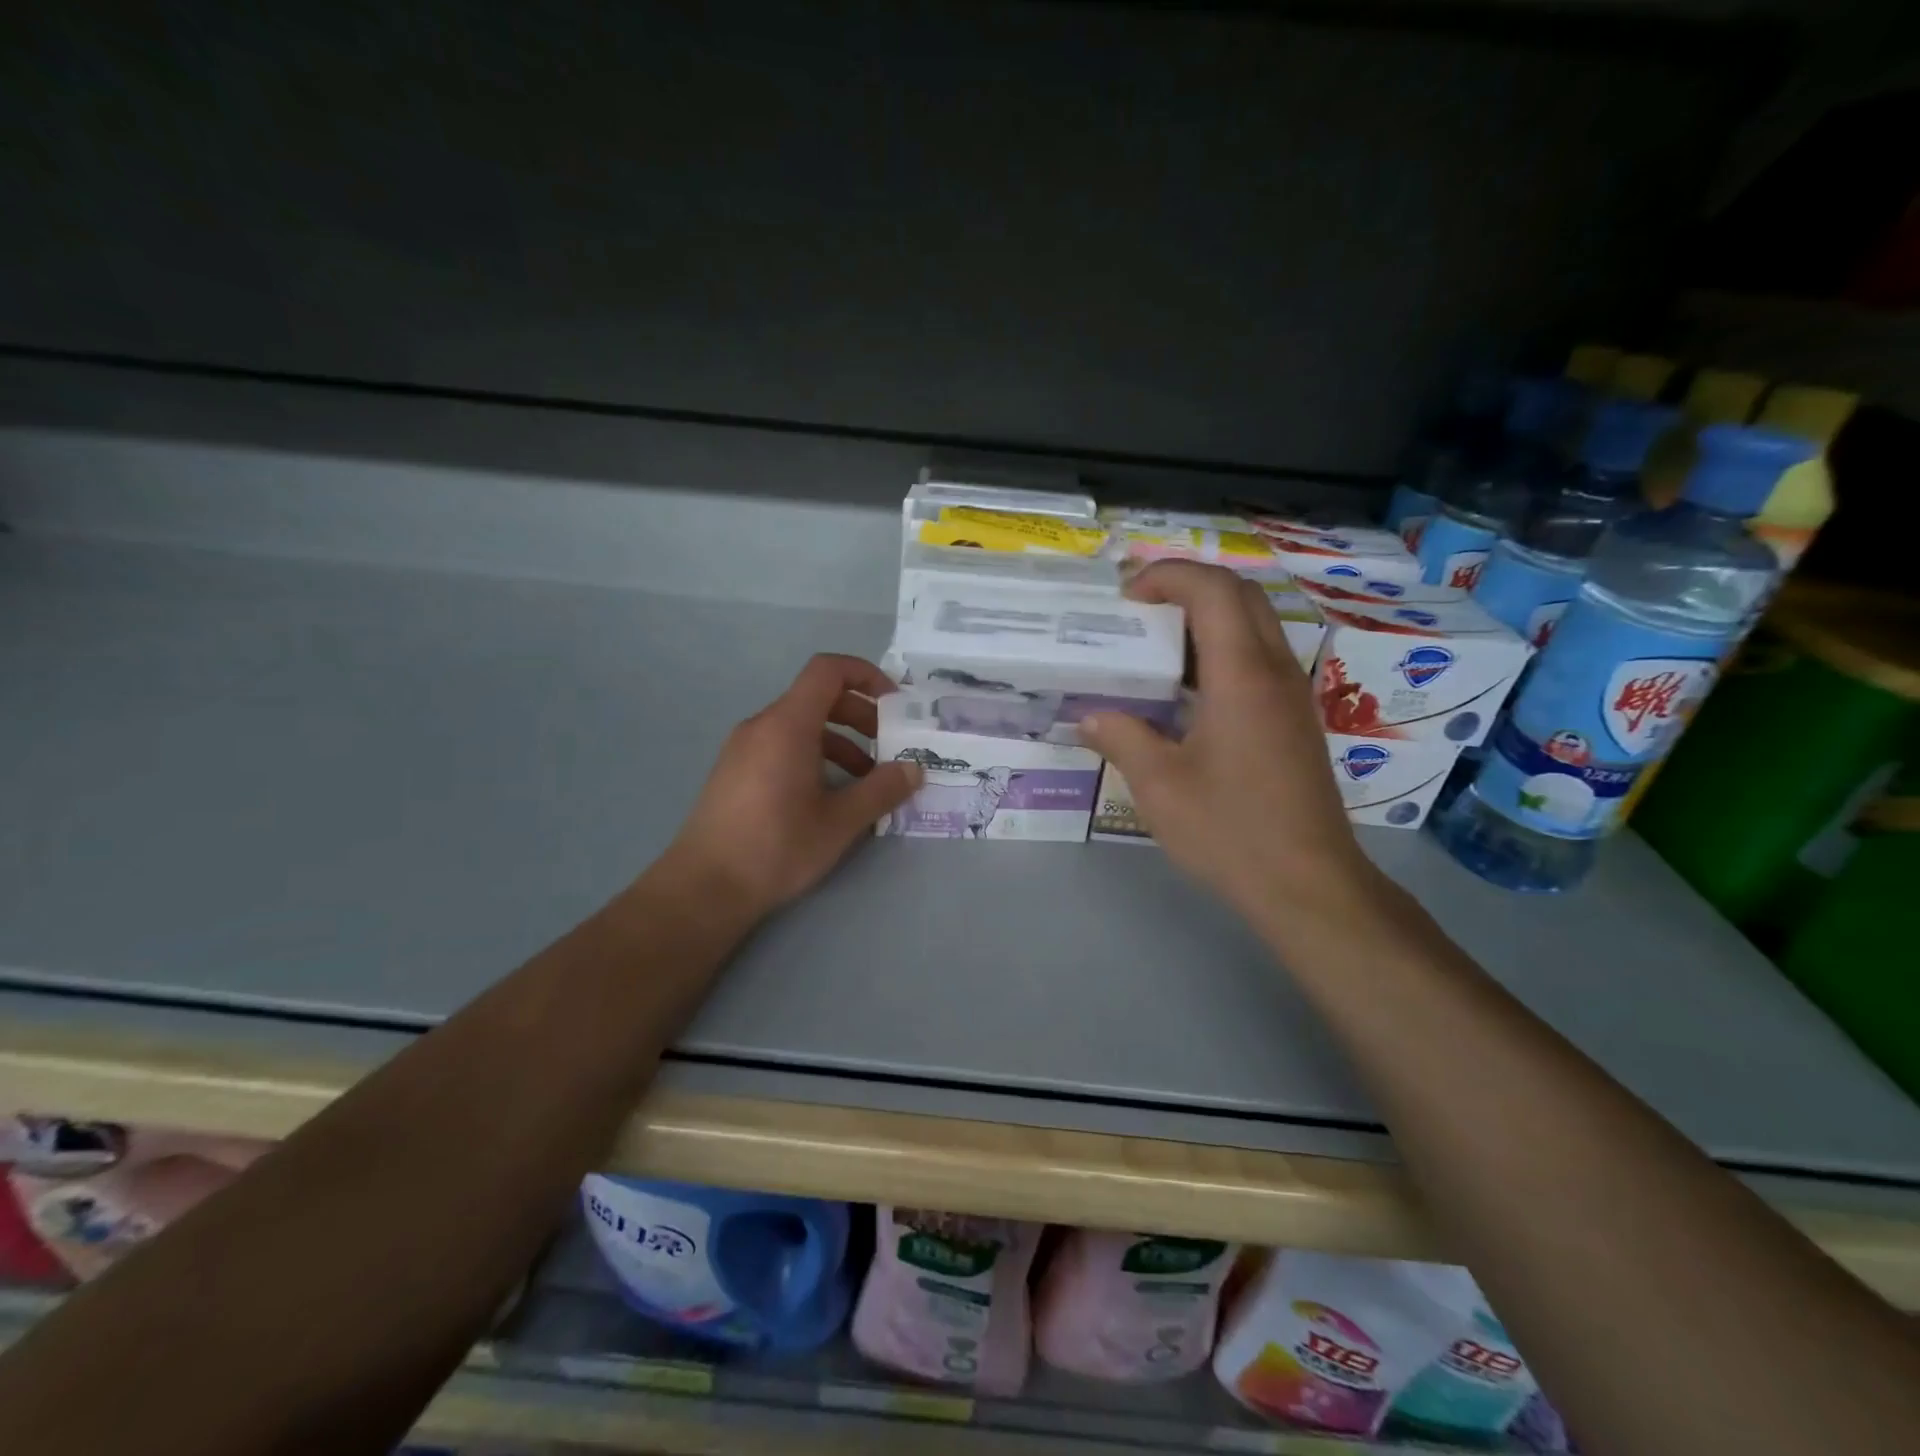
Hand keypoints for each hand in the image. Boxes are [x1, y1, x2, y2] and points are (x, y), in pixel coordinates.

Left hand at [662, 654, 922, 921]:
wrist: (704, 887)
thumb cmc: (776, 847)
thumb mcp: (840, 821)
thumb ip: (882, 789)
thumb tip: (915, 769)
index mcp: (787, 725)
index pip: (828, 670)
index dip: (866, 675)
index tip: (895, 704)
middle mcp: (762, 726)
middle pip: (818, 697)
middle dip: (861, 715)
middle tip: (889, 747)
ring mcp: (744, 748)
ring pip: (801, 725)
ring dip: (841, 741)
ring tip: (866, 780)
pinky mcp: (736, 771)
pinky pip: (783, 745)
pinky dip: (815, 755)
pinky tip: (829, 796)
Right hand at [1078, 562, 1379, 931]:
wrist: (1309, 885)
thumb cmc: (1231, 831)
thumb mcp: (1159, 786)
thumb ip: (1122, 737)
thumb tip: (1090, 716)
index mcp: (1241, 676)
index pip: (1213, 590)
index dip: (1167, 575)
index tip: (1126, 597)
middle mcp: (1275, 671)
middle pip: (1241, 595)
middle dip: (1188, 586)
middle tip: (1139, 610)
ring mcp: (1292, 695)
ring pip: (1255, 625)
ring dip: (1206, 618)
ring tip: (1156, 647)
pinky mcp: (1295, 720)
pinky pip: (1260, 659)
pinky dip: (1221, 651)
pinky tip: (1186, 693)